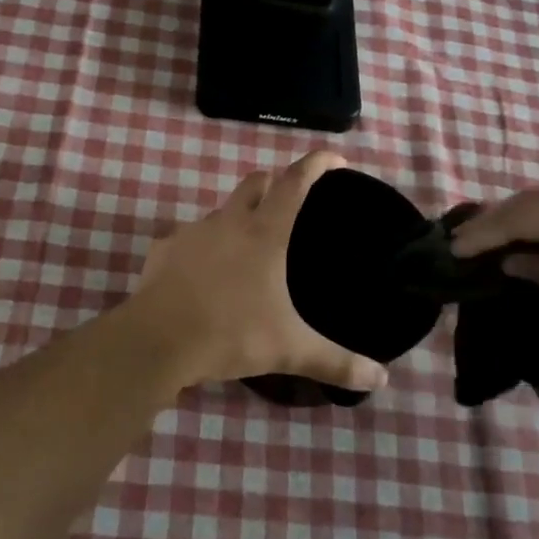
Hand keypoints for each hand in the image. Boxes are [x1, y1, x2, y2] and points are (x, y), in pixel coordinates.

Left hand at [128, 152, 386, 394]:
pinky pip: (189, 237)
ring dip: (238, 216)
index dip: (316, 164)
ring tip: (247, 246)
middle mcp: (229, 222)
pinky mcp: (163, 249)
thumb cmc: (231, 334)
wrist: (157, 341)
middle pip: (256, 182)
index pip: (295, 182)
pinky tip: (204, 273)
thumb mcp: (290, 350)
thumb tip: (382, 381)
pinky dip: (203, 246)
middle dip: (275, 183)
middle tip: (289, 202)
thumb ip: (336, 362)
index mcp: (265, 233)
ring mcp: (192, 232)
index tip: (333, 157)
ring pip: (221, 209)